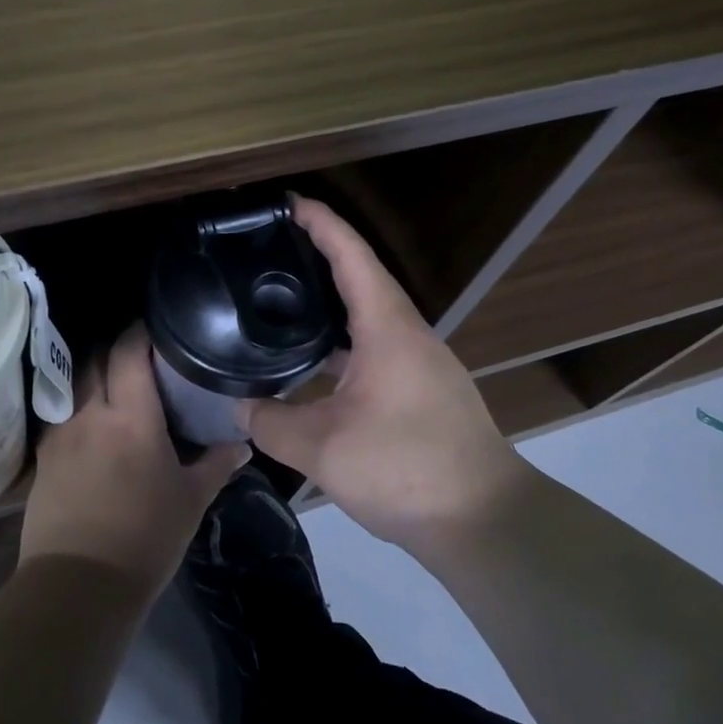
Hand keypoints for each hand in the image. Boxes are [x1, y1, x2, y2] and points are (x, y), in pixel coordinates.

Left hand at [21, 322, 251, 604]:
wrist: (79, 584)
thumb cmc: (145, 538)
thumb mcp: (190, 501)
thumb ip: (217, 464)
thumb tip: (243, 443)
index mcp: (131, 417)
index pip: (129, 351)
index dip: (140, 331)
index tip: (156, 326)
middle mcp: (90, 413)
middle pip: (94, 357)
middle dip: (114, 347)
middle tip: (139, 354)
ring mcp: (61, 434)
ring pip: (73, 383)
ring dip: (92, 373)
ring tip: (113, 382)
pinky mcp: (43, 457)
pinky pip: (59, 413)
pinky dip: (75, 405)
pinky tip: (90, 421)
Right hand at [239, 197, 527, 558]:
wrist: (482, 520)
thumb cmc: (405, 469)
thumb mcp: (323, 448)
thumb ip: (272, 423)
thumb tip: (240, 407)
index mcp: (388, 328)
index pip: (352, 256)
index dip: (321, 223)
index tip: (287, 203)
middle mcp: (408, 334)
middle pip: (361, 279)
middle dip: (319, 257)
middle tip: (270, 252)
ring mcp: (419, 363)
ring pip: (368, 318)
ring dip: (330, 305)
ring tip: (282, 303)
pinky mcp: (422, 391)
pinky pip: (374, 348)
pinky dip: (341, 344)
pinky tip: (312, 365)